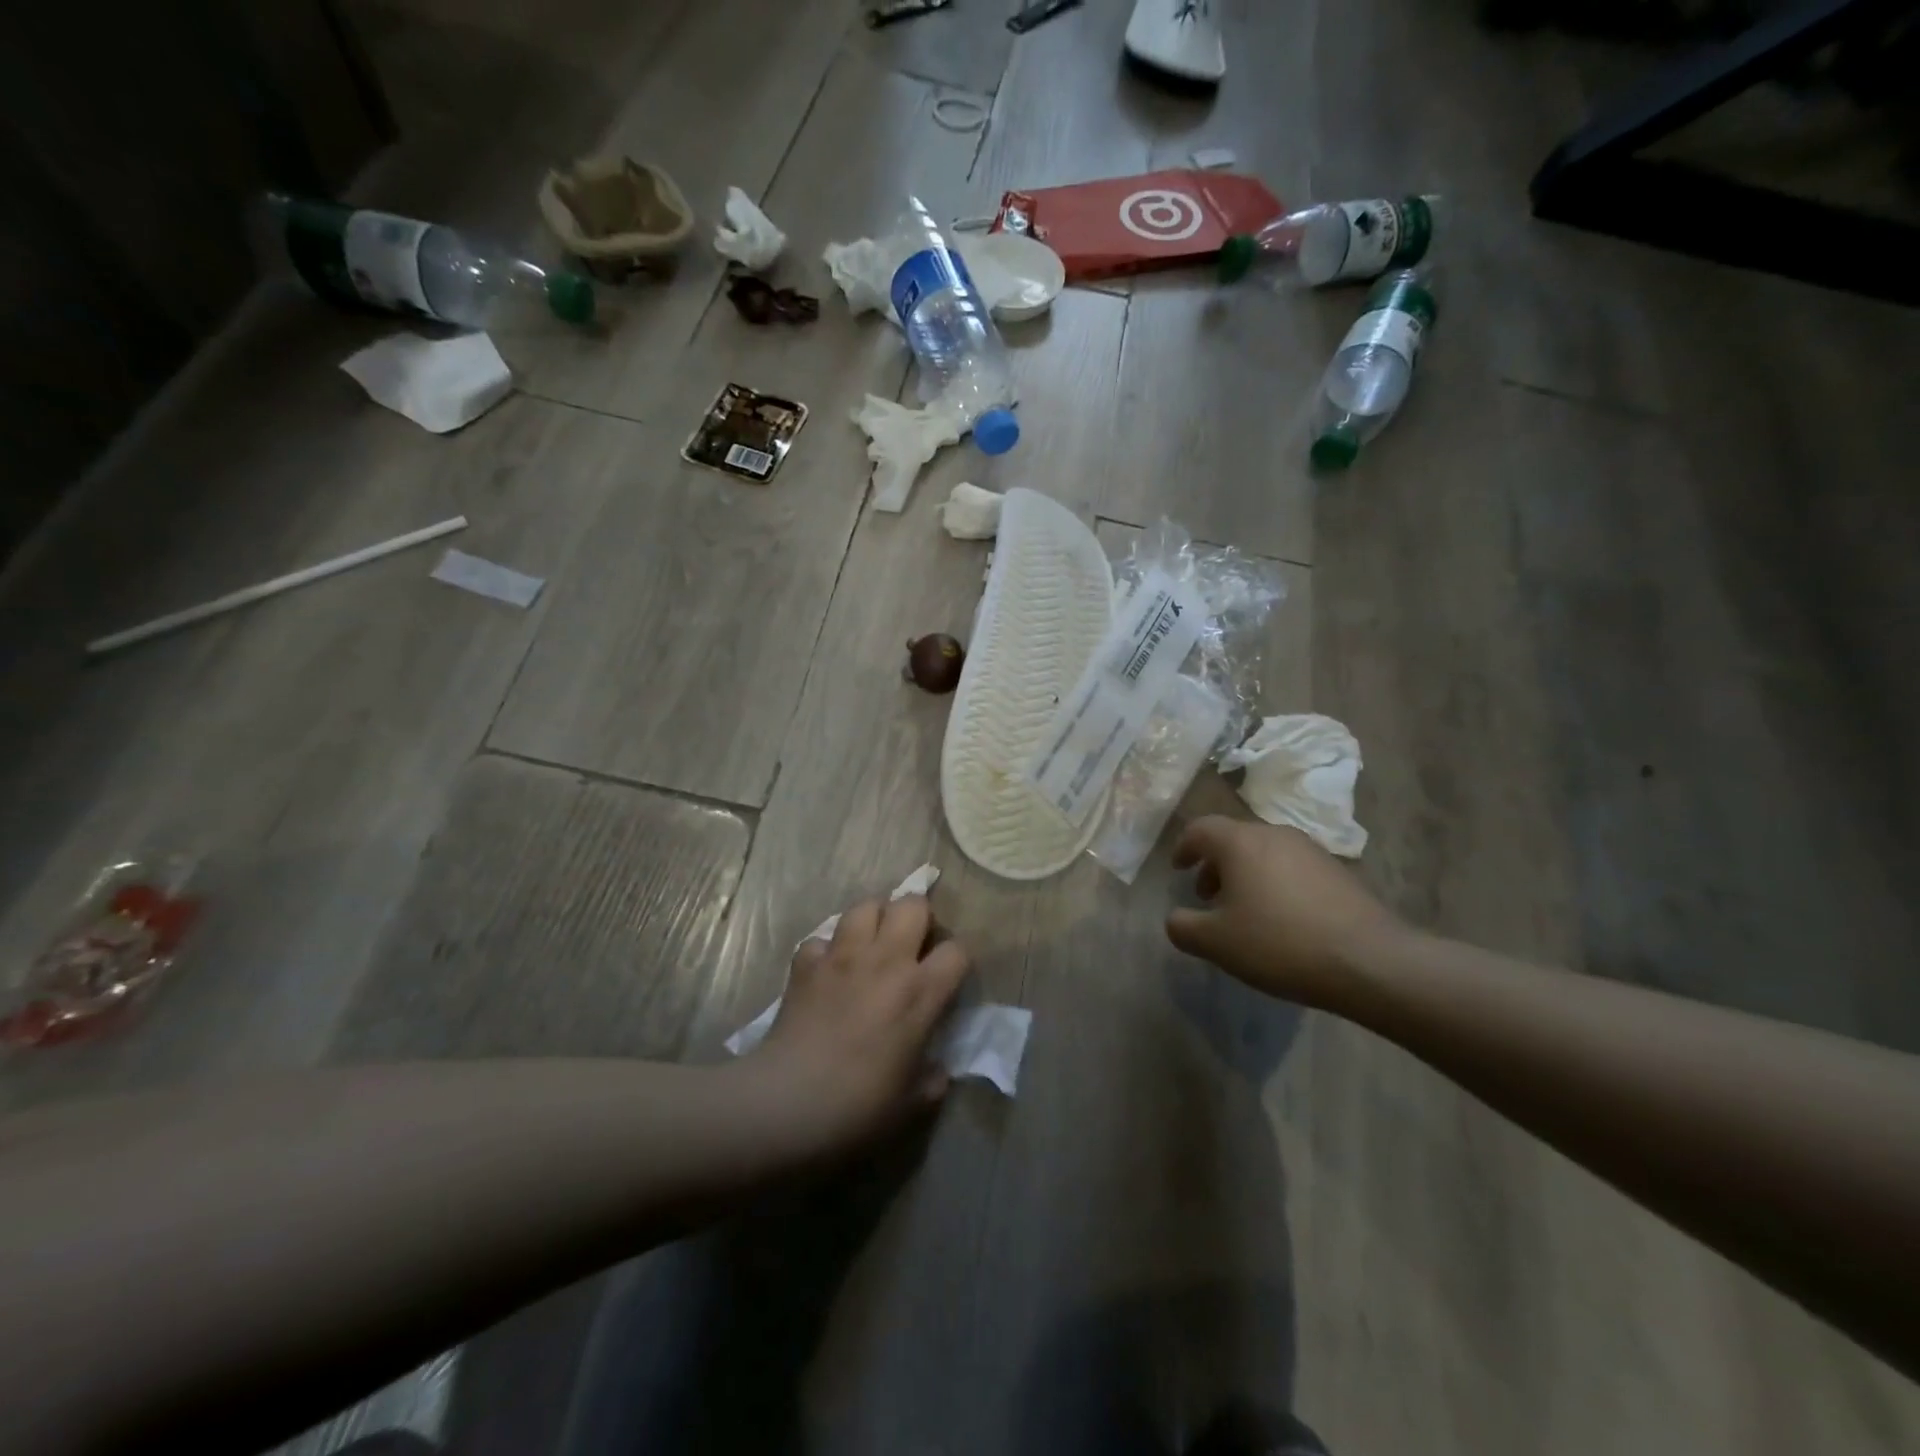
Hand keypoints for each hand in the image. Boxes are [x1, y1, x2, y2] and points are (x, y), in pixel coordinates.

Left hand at [749, 895, 969, 1159]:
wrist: (787, 1105)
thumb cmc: (858, 1108)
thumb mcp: (911, 1106)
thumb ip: (931, 1081)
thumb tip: (937, 1071)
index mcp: (919, 993)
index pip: (957, 951)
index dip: (957, 960)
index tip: (948, 977)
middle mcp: (885, 961)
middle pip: (912, 905)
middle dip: (918, 917)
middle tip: (912, 944)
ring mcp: (842, 956)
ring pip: (865, 906)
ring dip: (873, 919)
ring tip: (872, 943)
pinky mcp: (805, 964)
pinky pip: (820, 939)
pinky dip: (826, 950)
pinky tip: (827, 970)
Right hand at [1166, 816, 1403, 1009]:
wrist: (1369, 960)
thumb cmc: (1279, 943)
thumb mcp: (1216, 942)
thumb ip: (1183, 926)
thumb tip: (1176, 918)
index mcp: (1240, 842)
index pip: (1200, 829)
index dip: (1183, 847)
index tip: (1178, 869)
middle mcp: (1274, 834)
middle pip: (1234, 839)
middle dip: (1215, 864)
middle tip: (1207, 896)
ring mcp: (1310, 850)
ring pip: (1264, 852)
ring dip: (1246, 875)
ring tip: (1244, 912)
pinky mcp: (1338, 871)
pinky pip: (1292, 868)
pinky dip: (1275, 883)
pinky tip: (1282, 921)